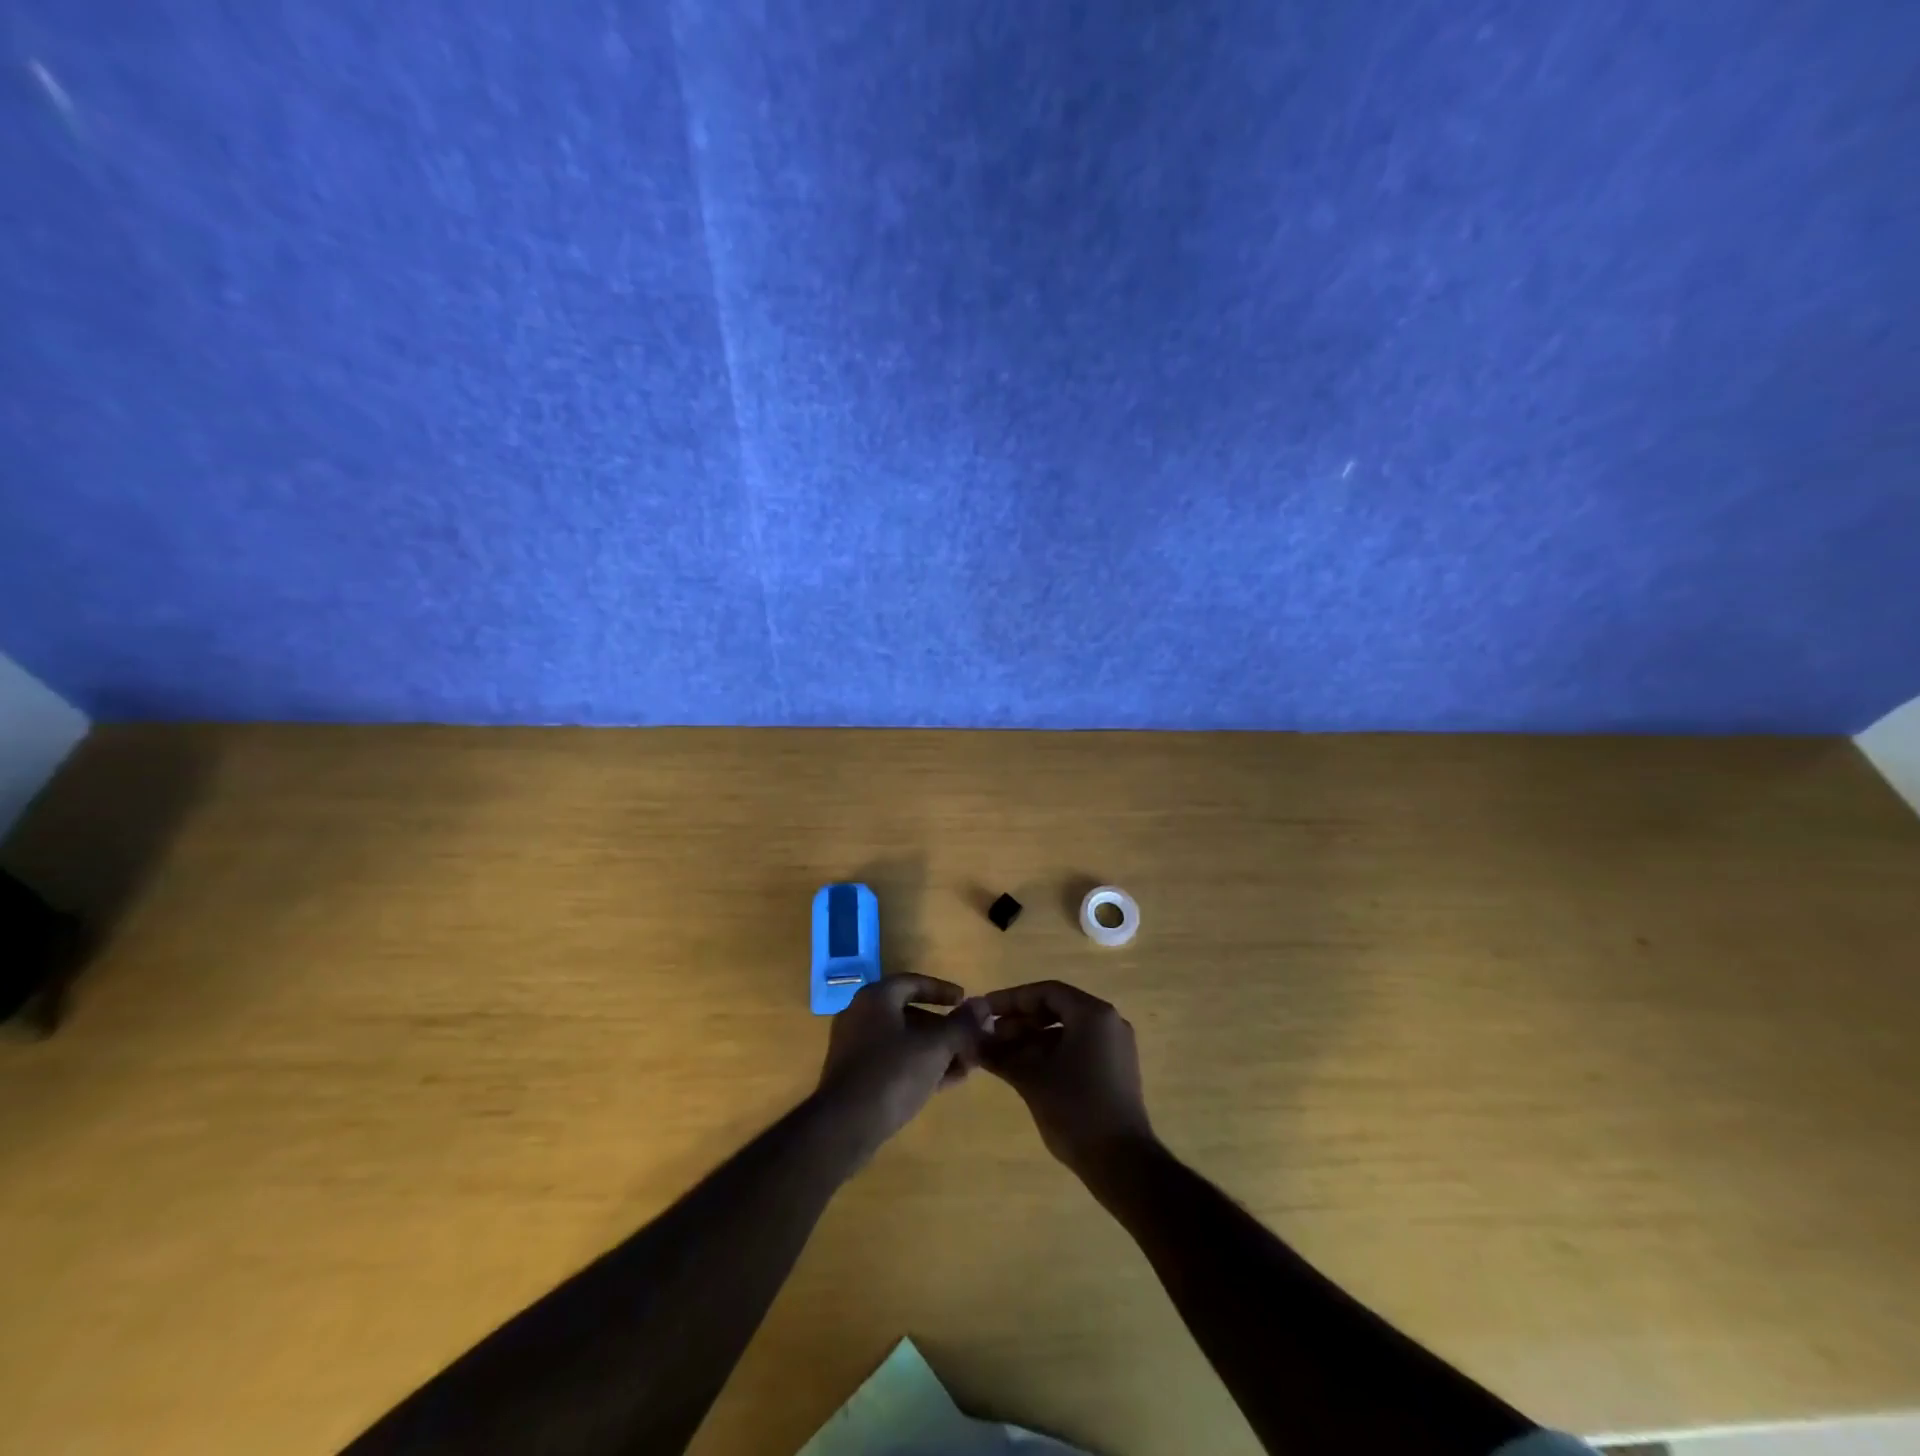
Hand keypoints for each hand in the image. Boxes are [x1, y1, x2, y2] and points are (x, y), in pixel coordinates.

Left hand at [817, 975, 990, 1159]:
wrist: (844, 1127)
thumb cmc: (892, 1073)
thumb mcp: (935, 1046)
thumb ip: (961, 1025)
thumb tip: (981, 1005)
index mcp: (876, 998)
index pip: (913, 982)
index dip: (942, 990)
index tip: (965, 1001)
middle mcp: (861, 1016)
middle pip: (910, 1013)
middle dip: (943, 1027)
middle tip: (969, 1039)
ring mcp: (855, 1048)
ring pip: (903, 1041)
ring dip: (935, 1050)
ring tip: (965, 1065)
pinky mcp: (855, 1077)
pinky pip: (893, 1062)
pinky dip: (919, 1066)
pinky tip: (944, 1083)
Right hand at [980, 981, 1154, 1181]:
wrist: (1122, 1164)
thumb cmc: (1075, 1110)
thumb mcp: (1030, 1078)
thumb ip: (999, 1053)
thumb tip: (970, 1040)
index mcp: (1092, 1014)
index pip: (1045, 992)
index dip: (1011, 999)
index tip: (984, 1010)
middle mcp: (1108, 1022)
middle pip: (1057, 1008)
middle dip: (1020, 1020)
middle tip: (989, 1035)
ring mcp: (1116, 1046)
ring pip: (1066, 1030)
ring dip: (1033, 1038)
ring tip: (1001, 1054)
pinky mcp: (1116, 1069)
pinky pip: (1079, 1047)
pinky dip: (1051, 1053)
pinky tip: (1025, 1069)